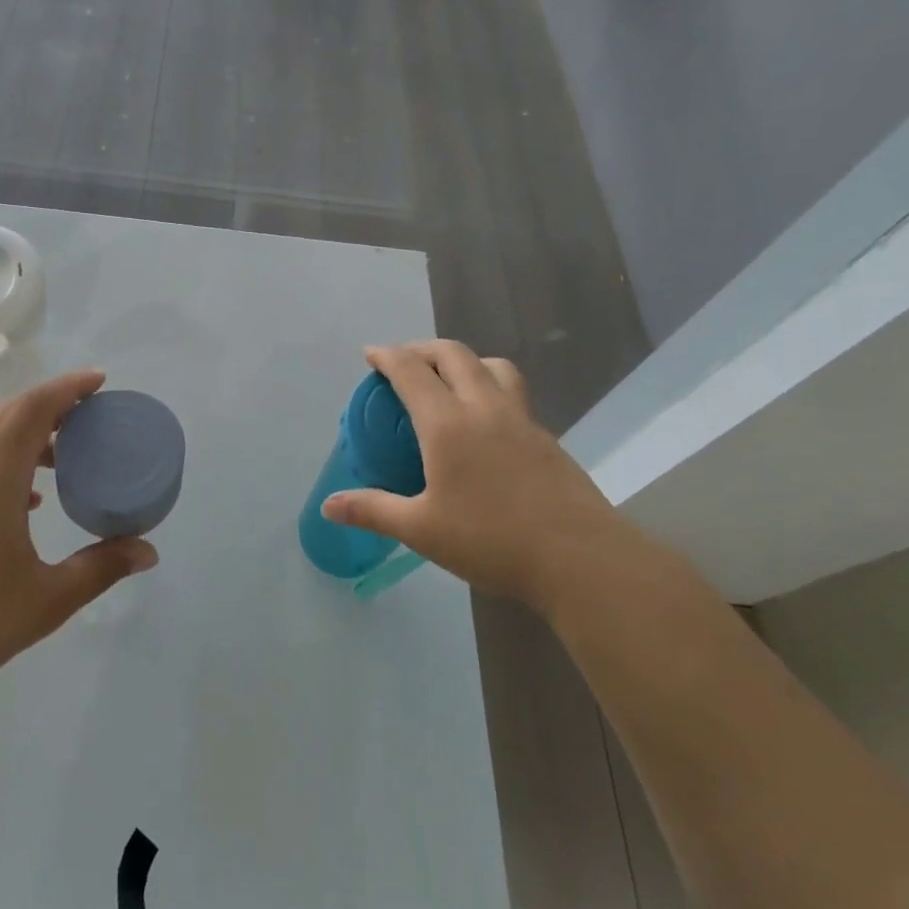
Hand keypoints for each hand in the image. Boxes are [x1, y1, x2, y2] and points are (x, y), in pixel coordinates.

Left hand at [0, 369, 158, 712]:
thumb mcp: (45, 600)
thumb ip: (100, 568)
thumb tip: (149, 552)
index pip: (34, 408)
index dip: (69, 387)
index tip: (100, 381)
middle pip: (9, 414)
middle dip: (51, 405)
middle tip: (90, 416)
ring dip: (26, 434)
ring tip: (62, 458)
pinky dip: (4, 460)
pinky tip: (23, 503)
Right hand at [321, 341, 614, 610]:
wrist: (580, 559)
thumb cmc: (491, 541)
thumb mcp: (421, 529)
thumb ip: (373, 510)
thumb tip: (328, 506)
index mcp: (447, 423)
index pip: (411, 370)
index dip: (387, 355)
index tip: (370, 354)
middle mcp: (484, 408)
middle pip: (453, 354)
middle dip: (423, 349)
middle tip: (404, 362)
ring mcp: (521, 420)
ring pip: (492, 366)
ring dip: (464, 360)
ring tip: (449, 380)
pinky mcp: (546, 438)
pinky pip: (512, 393)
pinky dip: (490, 387)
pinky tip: (485, 423)